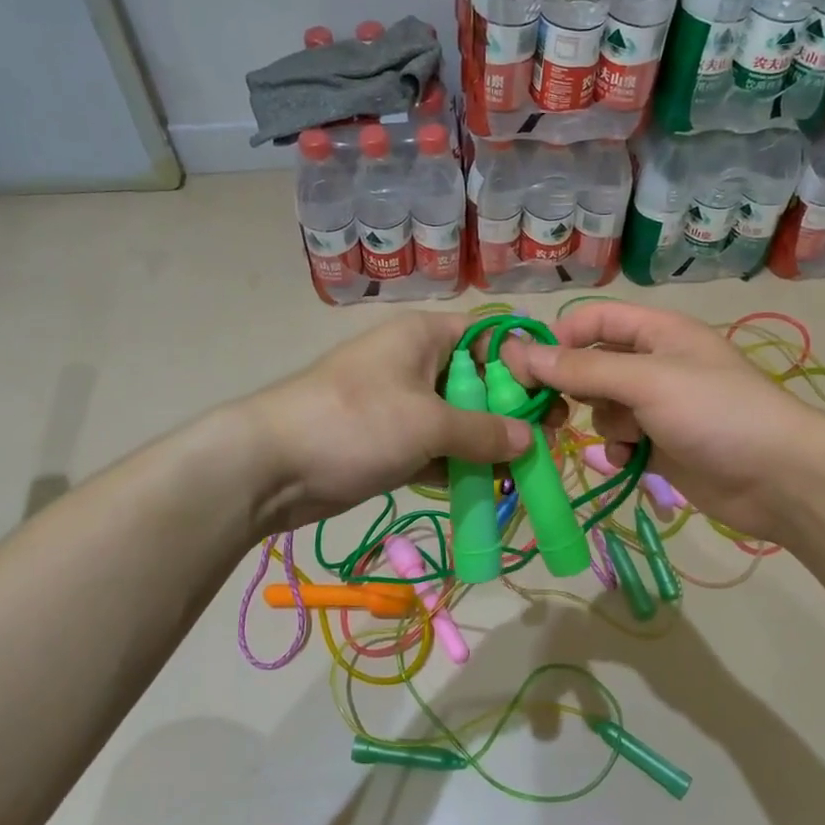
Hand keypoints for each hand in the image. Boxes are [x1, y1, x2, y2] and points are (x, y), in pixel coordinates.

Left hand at [241, 313, 533, 532]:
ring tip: (527, 469)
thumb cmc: (355, 423)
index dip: (523, 362)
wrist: (270, 466)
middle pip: (478, 382)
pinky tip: (489, 487)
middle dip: (512, 411)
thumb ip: (484, 431)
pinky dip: (460, 466)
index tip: (555, 394)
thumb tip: (530, 440)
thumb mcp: (429, 423)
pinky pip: (437, 449)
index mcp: (424, 337)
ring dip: (489, 444)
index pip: (488, 337)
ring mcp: (401, 406)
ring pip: (459, 420)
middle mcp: (415, 364)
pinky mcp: (389, 443)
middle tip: (549, 439)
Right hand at [502, 302, 824, 542]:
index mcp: (656, 331)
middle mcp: (655, 363)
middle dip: (573, 388)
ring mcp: (659, 406)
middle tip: (551, 412)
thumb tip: (521, 355)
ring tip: (623, 438)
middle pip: (592, 365)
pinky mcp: (662, 444)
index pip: (593, 319)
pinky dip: (618, 449)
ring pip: (602, 406)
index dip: (559, 339)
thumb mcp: (646, 381)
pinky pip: (621, 439)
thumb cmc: (715, 413)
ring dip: (602, 423)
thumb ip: (582, 369)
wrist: (779, 477)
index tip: (527, 371)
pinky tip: (629, 461)